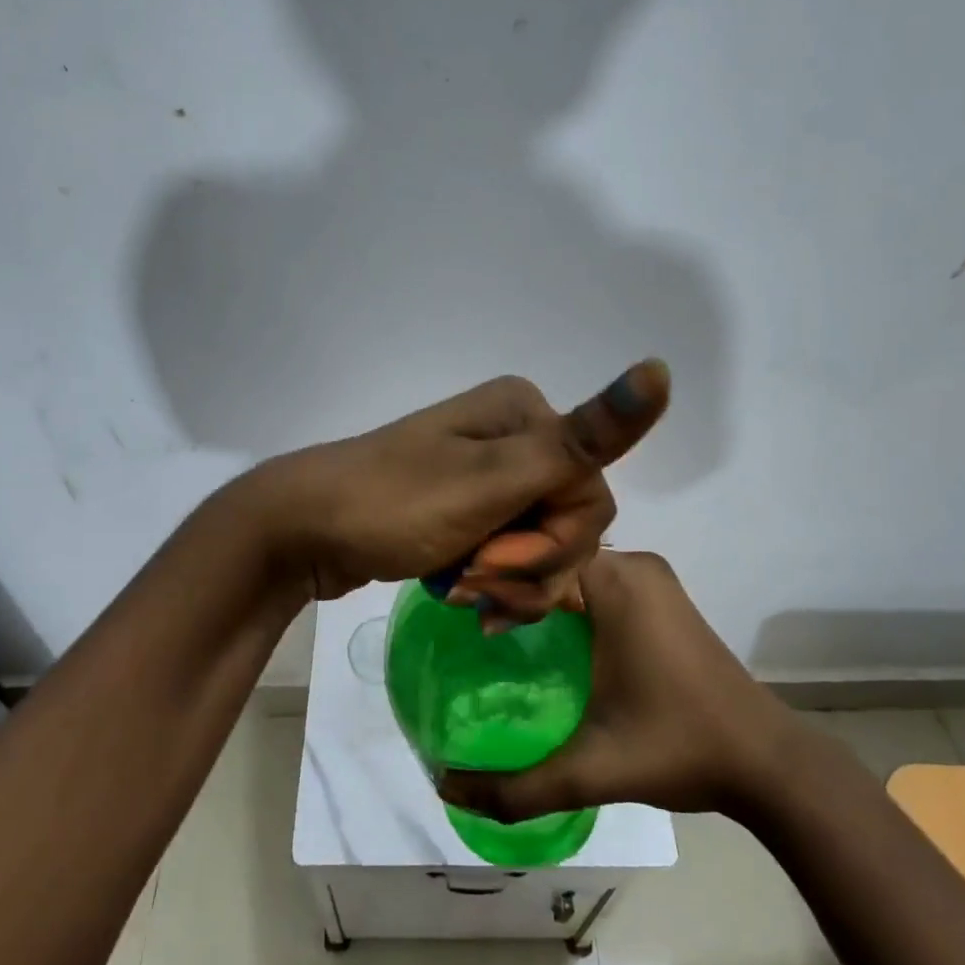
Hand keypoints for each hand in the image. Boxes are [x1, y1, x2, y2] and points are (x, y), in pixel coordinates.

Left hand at [253, 362, 670, 618]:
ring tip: (457, 593)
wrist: (304, 531)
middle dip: (527, 566)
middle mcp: (515, 437)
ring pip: (542, 547)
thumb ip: (581, 439)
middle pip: (571, 524)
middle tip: (472, 579)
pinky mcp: (469, 511)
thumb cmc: (394, 504)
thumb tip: (660, 370)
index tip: (493, 558)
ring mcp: (489, 476)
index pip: (593, 495)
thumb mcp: (492, 481)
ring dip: (507, 583)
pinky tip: (455, 594)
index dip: (554, 542)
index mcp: (527, 416)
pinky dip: (491, 584)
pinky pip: (509, 555)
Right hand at [439, 550, 808, 818]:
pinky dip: (564, 600)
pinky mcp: (660, 598)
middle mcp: (633, 565)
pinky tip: (542, 637)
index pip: (533, 557)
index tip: (454, 611)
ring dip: (536, 592)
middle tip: (467, 621)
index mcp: (616, 581)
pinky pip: (595, 582)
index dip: (490, 579)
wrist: (768, 763)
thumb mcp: (591, 769)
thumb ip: (516, 786)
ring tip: (493, 628)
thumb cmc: (679, 748)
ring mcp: (651, 579)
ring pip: (573, 568)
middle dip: (508, 584)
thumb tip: (445, 789)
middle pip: (550, 557)